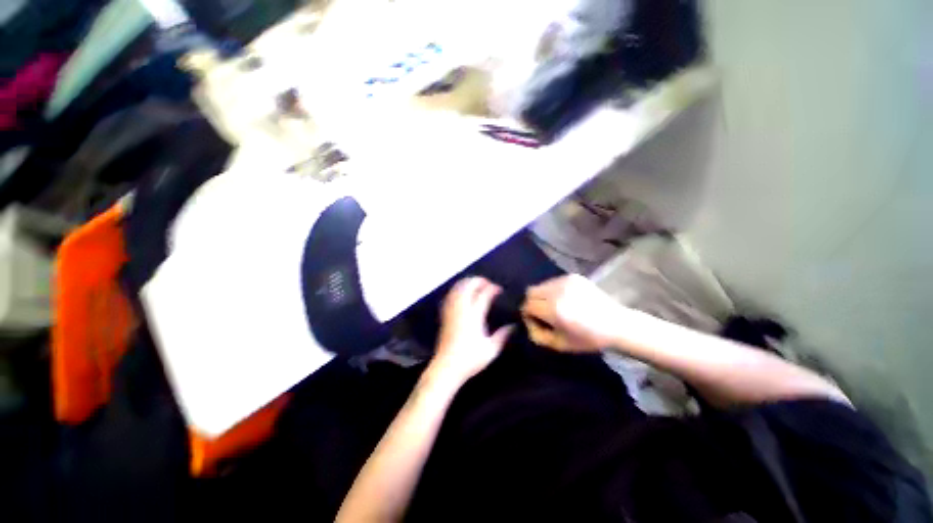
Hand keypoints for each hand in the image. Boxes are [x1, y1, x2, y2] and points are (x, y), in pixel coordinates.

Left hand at [430, 278, 513, 384]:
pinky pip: (450, 295)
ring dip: (467, 282)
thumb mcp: (491, 350)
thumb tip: (513, 326)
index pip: (483, 294)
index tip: (499, 289)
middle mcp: (461, 309)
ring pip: (457, 288)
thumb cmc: (470, 359)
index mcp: (474, 316)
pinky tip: (462, 292)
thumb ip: (503, 335)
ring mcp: (451, 311)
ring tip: (476, 284)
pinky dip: (457, 288)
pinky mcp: (445, 315)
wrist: (446, 367)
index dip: (492, 288)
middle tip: (488, 284)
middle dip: (478, 281)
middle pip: (468, 286)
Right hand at [521, 274, 624, 352]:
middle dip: (532, 303)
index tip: (536, 322)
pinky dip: (553, 291)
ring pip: (541, 285)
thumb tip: (528, 322)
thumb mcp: (559, 344)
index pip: (527, 305)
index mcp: (554, 309)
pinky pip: (552, 282)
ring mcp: (565, 281)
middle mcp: (557, 291)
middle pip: (530, 292)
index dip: (528, 315)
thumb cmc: (588, 339)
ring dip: (542, 296)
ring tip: (555, 307)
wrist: (617, 324)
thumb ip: (537, 334)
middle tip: (543, 314)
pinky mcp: (573, 276)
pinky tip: (565, 300)